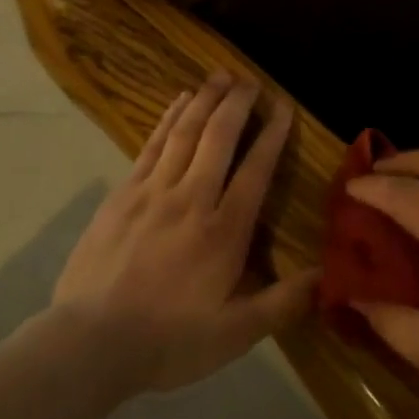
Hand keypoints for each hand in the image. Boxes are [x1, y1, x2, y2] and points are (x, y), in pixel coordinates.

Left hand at [53, 73, 319, 393]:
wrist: (90, 343)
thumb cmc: (168, 341)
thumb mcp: (234, 335)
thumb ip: (282, 303)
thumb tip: (327, 275)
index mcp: (223, 231)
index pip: (255, 170)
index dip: (272, 135)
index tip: (282, 107)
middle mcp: (191, 199)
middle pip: (218, 138)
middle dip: (237, 104)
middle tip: (250, 79)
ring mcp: (152, 192)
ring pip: (184, 133)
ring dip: (204, 100)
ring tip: (218, 75)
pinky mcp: (123, 194)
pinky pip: (151, 145)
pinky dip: (168, 119)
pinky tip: (177, 103)